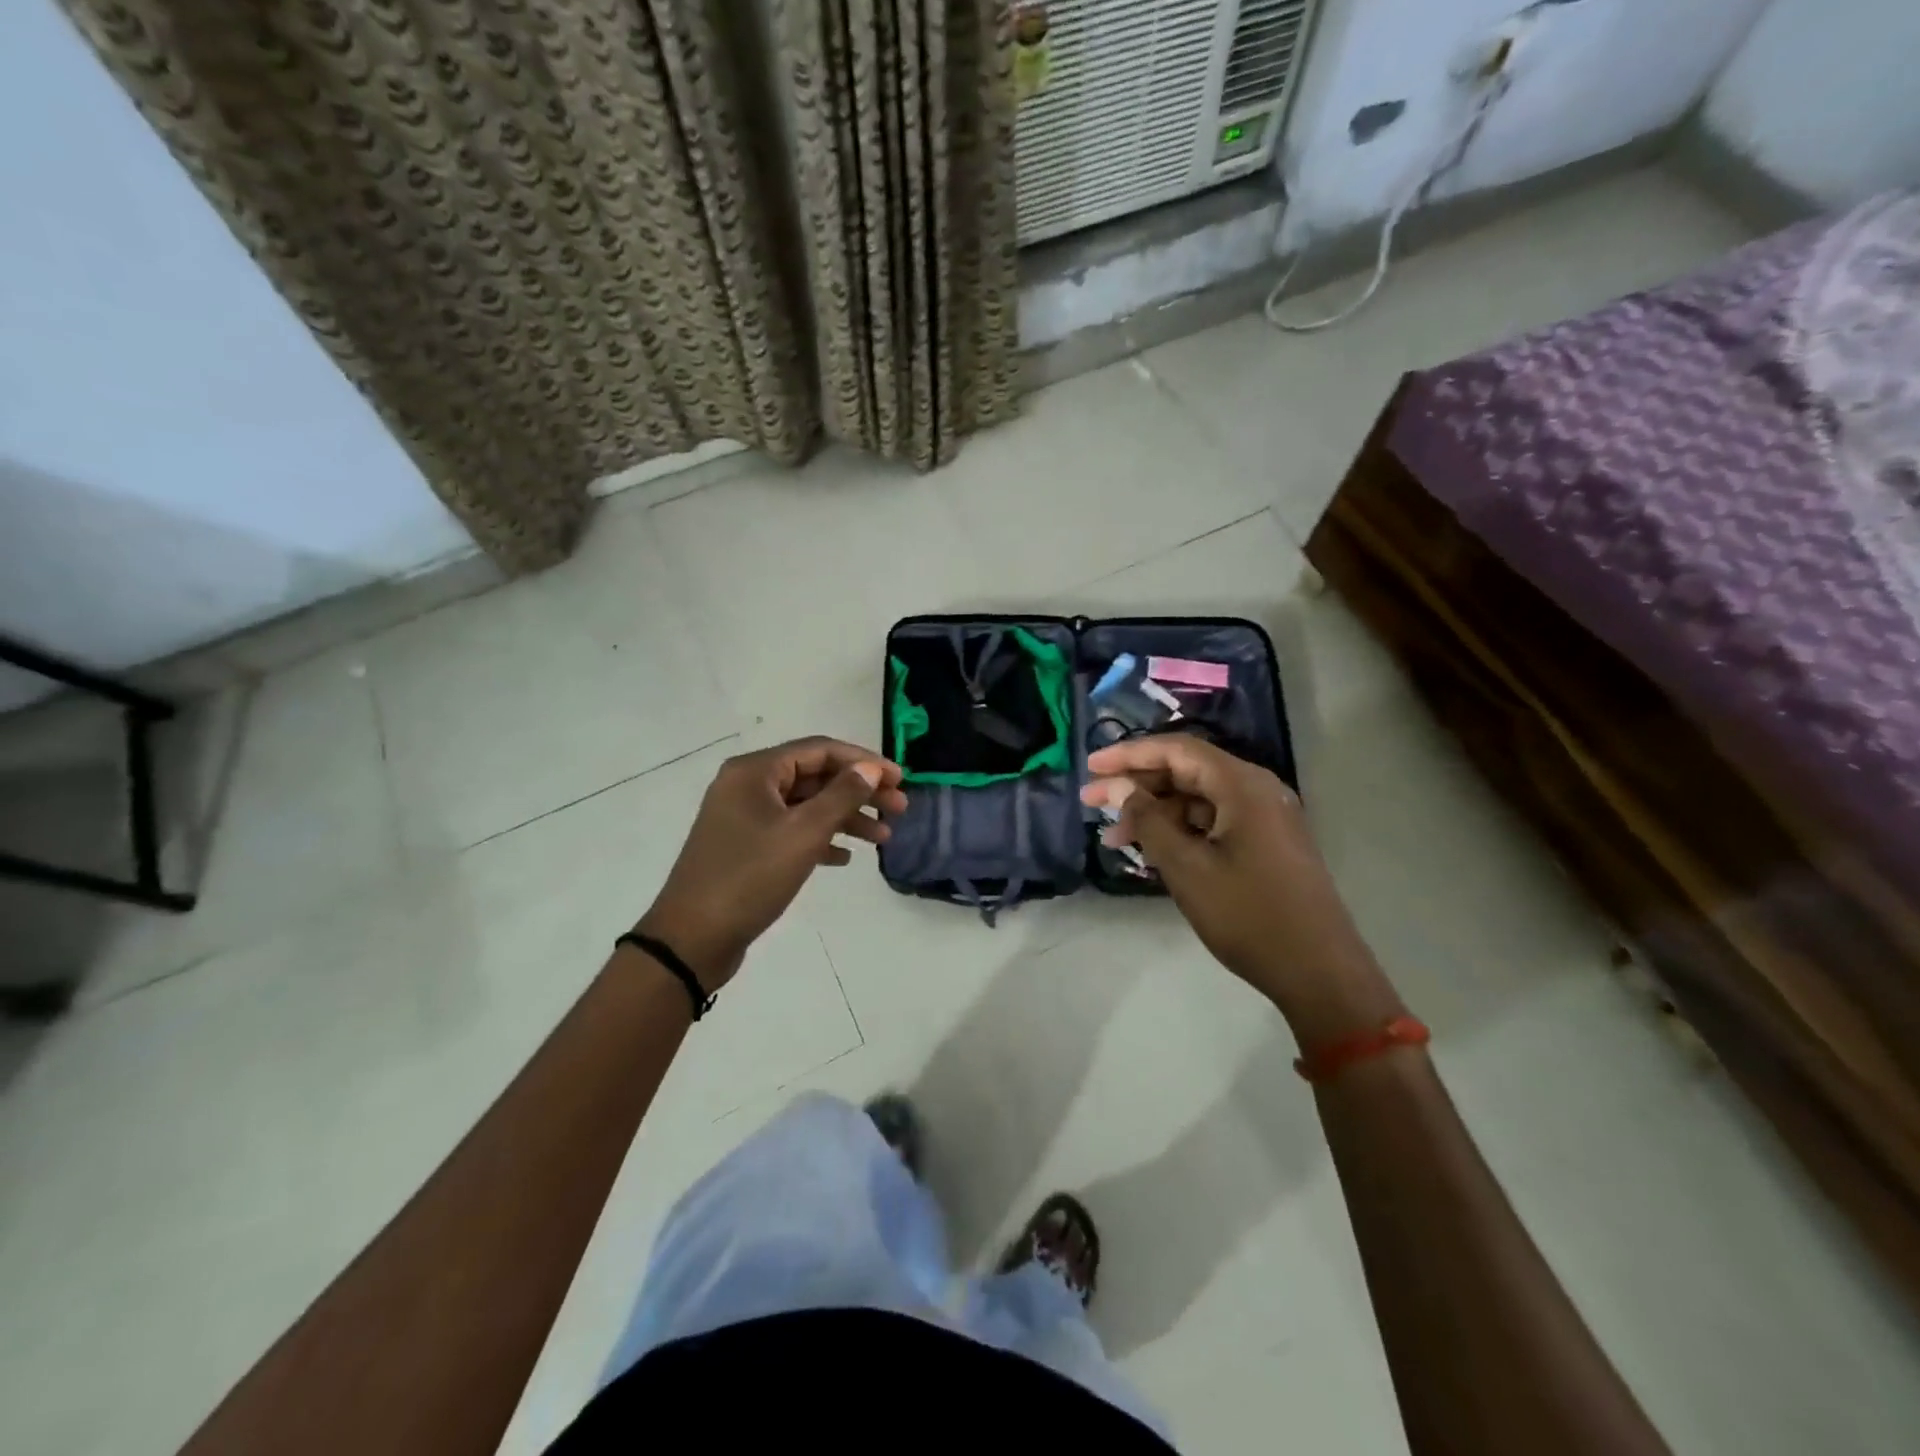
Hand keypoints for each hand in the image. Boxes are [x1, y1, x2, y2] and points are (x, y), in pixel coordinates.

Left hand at [636, 737, 906, 989]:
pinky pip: (791, 831)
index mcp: (755, 771)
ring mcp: (744, 817)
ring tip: (882, 838)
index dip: (864, 761)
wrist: (692, 939)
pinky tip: (845, 858)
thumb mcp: (803, 834)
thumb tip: (870, 768)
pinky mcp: (745, 847)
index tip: (900, 779)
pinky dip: (820, 839)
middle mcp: (747, 786)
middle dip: (859, 791)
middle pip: (815, 777)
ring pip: (806, 806)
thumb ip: (842, 796)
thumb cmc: (750, 878)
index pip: (820, 750)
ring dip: (845, 817)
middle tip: (898, 809)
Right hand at [1082, 735, 1400, 1036]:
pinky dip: (1179, 830)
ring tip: (1112, 836)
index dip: (1129, 755)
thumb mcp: (1186, 867)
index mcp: (1242, 785)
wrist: (1319, 972)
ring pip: (1197, 799)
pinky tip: (1151, 849)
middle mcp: (1256, 790)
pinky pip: (1213, 821)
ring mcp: (1264, 817)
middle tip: (1092, 802)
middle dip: (1136, 784)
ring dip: (1154, 812)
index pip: (1176, 750)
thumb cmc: (1248, 915)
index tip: (1090, 767)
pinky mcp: (1266, 843)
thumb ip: (1148, 820)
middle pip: (1186, 771)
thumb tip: (1119, 788)